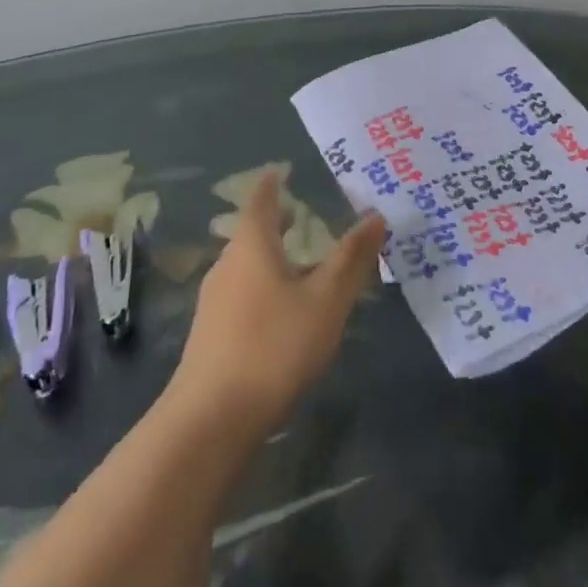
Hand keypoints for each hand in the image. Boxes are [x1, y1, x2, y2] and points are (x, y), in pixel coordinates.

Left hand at [173, 173, 386, 429]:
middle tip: (301, 213)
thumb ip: (352, 258)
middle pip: (251, 233)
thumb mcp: (326, 301)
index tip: (282, 169)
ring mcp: (214, 301)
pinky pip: (243, 292)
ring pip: (247, 265)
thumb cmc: (274, 345)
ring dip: (272, 255)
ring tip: (301, 261)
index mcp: (252, 247)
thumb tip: (375, 215)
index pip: (260, 200)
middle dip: (275, 221)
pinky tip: (284, 309)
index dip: (272, 183)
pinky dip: (265, 283)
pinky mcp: (212, 332)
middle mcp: (227, 265)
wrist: (212, 418)